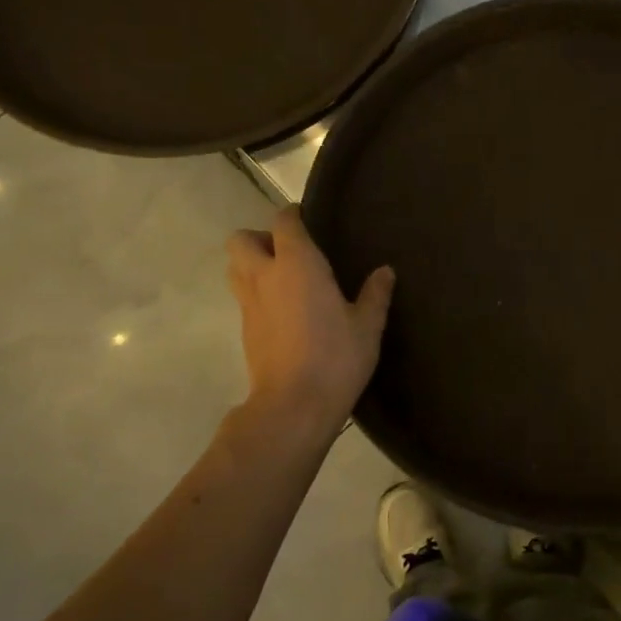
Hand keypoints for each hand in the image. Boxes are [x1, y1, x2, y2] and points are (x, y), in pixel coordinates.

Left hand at [226, 207, 393, 434]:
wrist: (294, 405)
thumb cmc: (336, 357)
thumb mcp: (367, 326)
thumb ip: (375, 294)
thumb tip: (385, 271)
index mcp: (297, 264)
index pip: (283, 222)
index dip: (293, 216)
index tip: (308, 220)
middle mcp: (265, 276)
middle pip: (241, 240)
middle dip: (260, 238)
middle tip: (290, 253)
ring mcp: (249, 304)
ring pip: (235, 268)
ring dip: (252, 264)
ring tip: (284, 280)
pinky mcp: (245, 330)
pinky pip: (244, 297)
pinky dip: (257, 294)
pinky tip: (285, 312)